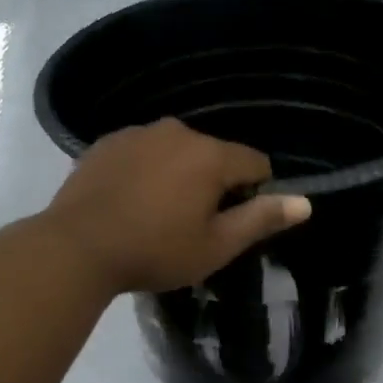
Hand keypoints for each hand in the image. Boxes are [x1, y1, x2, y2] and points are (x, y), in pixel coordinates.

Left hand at [44, 118, 312, 294]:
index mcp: (210, 155)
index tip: (230, 222)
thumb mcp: (215, 246)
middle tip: (190, 224)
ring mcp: (138, 133)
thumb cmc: (154, 251)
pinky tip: (128, 200)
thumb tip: (305, 202)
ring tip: (155, 213)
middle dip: (212, 183)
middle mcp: (177, 131)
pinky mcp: (107, 142)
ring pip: (176, 151)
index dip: (252, 192)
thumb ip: (261, 219)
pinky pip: (142, 152)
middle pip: (214, 154)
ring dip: (177, 174)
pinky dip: (145, 170)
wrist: (76, 247)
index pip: (255, 162)